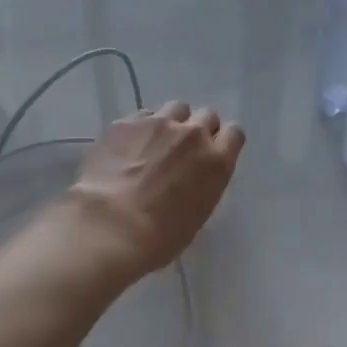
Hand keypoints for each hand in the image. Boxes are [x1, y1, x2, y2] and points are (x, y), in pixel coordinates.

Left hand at [67, 103, 243, 276]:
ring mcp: (159, 123)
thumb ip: (203, 184)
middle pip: (206, 116)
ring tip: (155, 143)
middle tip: (182, 150)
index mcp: (217, 162)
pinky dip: (141, 127)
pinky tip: (129, 147)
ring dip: (171, 123)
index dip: (222, 142)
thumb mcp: (198, 214)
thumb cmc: (161, 237)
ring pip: (175, 109)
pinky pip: (143, 115)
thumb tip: (192, 177)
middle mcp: (194, 135)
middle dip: (198, 129)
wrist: (113, 226)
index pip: (234, 134)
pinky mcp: (127, 122)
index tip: (212, 152)